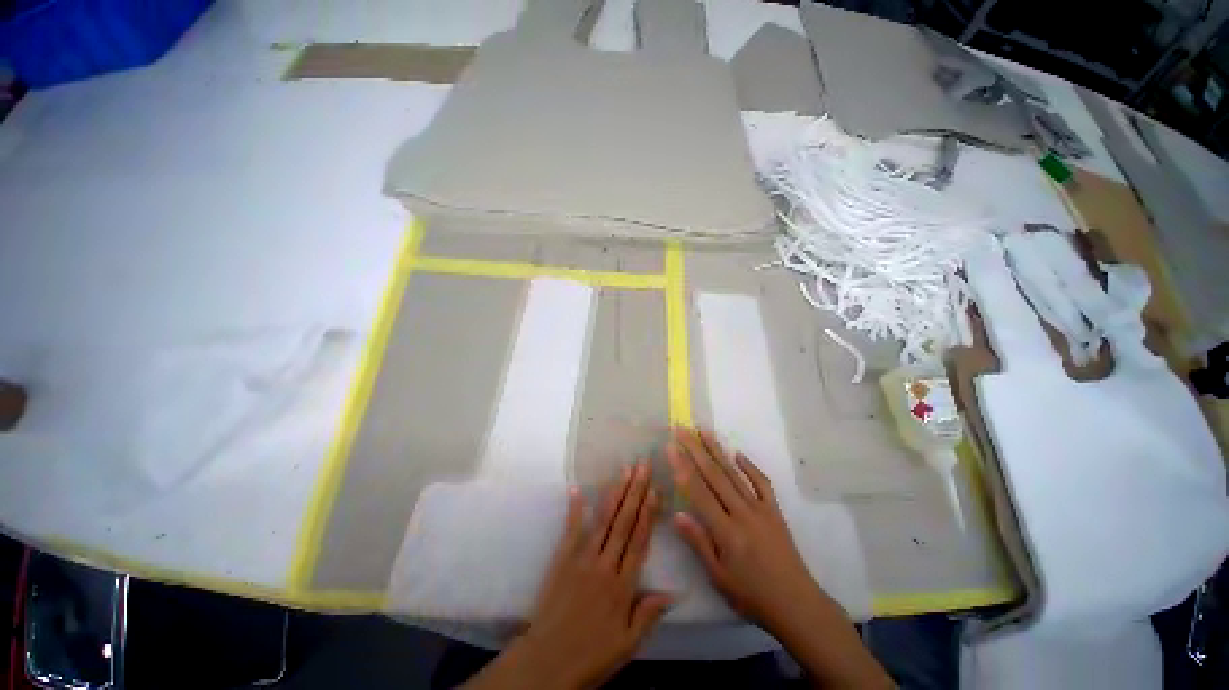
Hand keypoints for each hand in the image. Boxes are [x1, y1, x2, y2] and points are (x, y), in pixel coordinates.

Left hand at [465, 462, 670, 689]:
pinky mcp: (562, 559)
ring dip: (615, 492)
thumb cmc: (591, 656)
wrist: (546, 663)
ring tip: (624, 470)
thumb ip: (648, 615)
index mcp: (622, 586)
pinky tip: (578, 489)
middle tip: (643, 466)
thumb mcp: (627, 646)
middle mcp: (604, 565)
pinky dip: (575, 509)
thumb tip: (673, 591)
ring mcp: (581, 559)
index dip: (648, 513)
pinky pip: (571, 529)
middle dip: (635, 491)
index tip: (655, 489)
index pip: (639, 541)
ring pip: (603, 520)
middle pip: (624, 522)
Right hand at [668, 428, 893, 688]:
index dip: (682, 466)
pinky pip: (762, 483)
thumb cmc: (751, 595)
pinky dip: (750, 466)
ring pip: (734, 473)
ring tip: (704, 431)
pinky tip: (738, 453)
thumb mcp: (718, 577)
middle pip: (714, 474)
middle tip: (682, 428)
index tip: (671, 446)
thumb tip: (677, 514)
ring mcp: (760, 509)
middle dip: (695, 449)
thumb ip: (698, 542)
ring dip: (717, 450)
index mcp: (726, 531)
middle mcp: (742, 513)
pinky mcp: (775, 511)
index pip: (698, 491)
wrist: (796, 604)